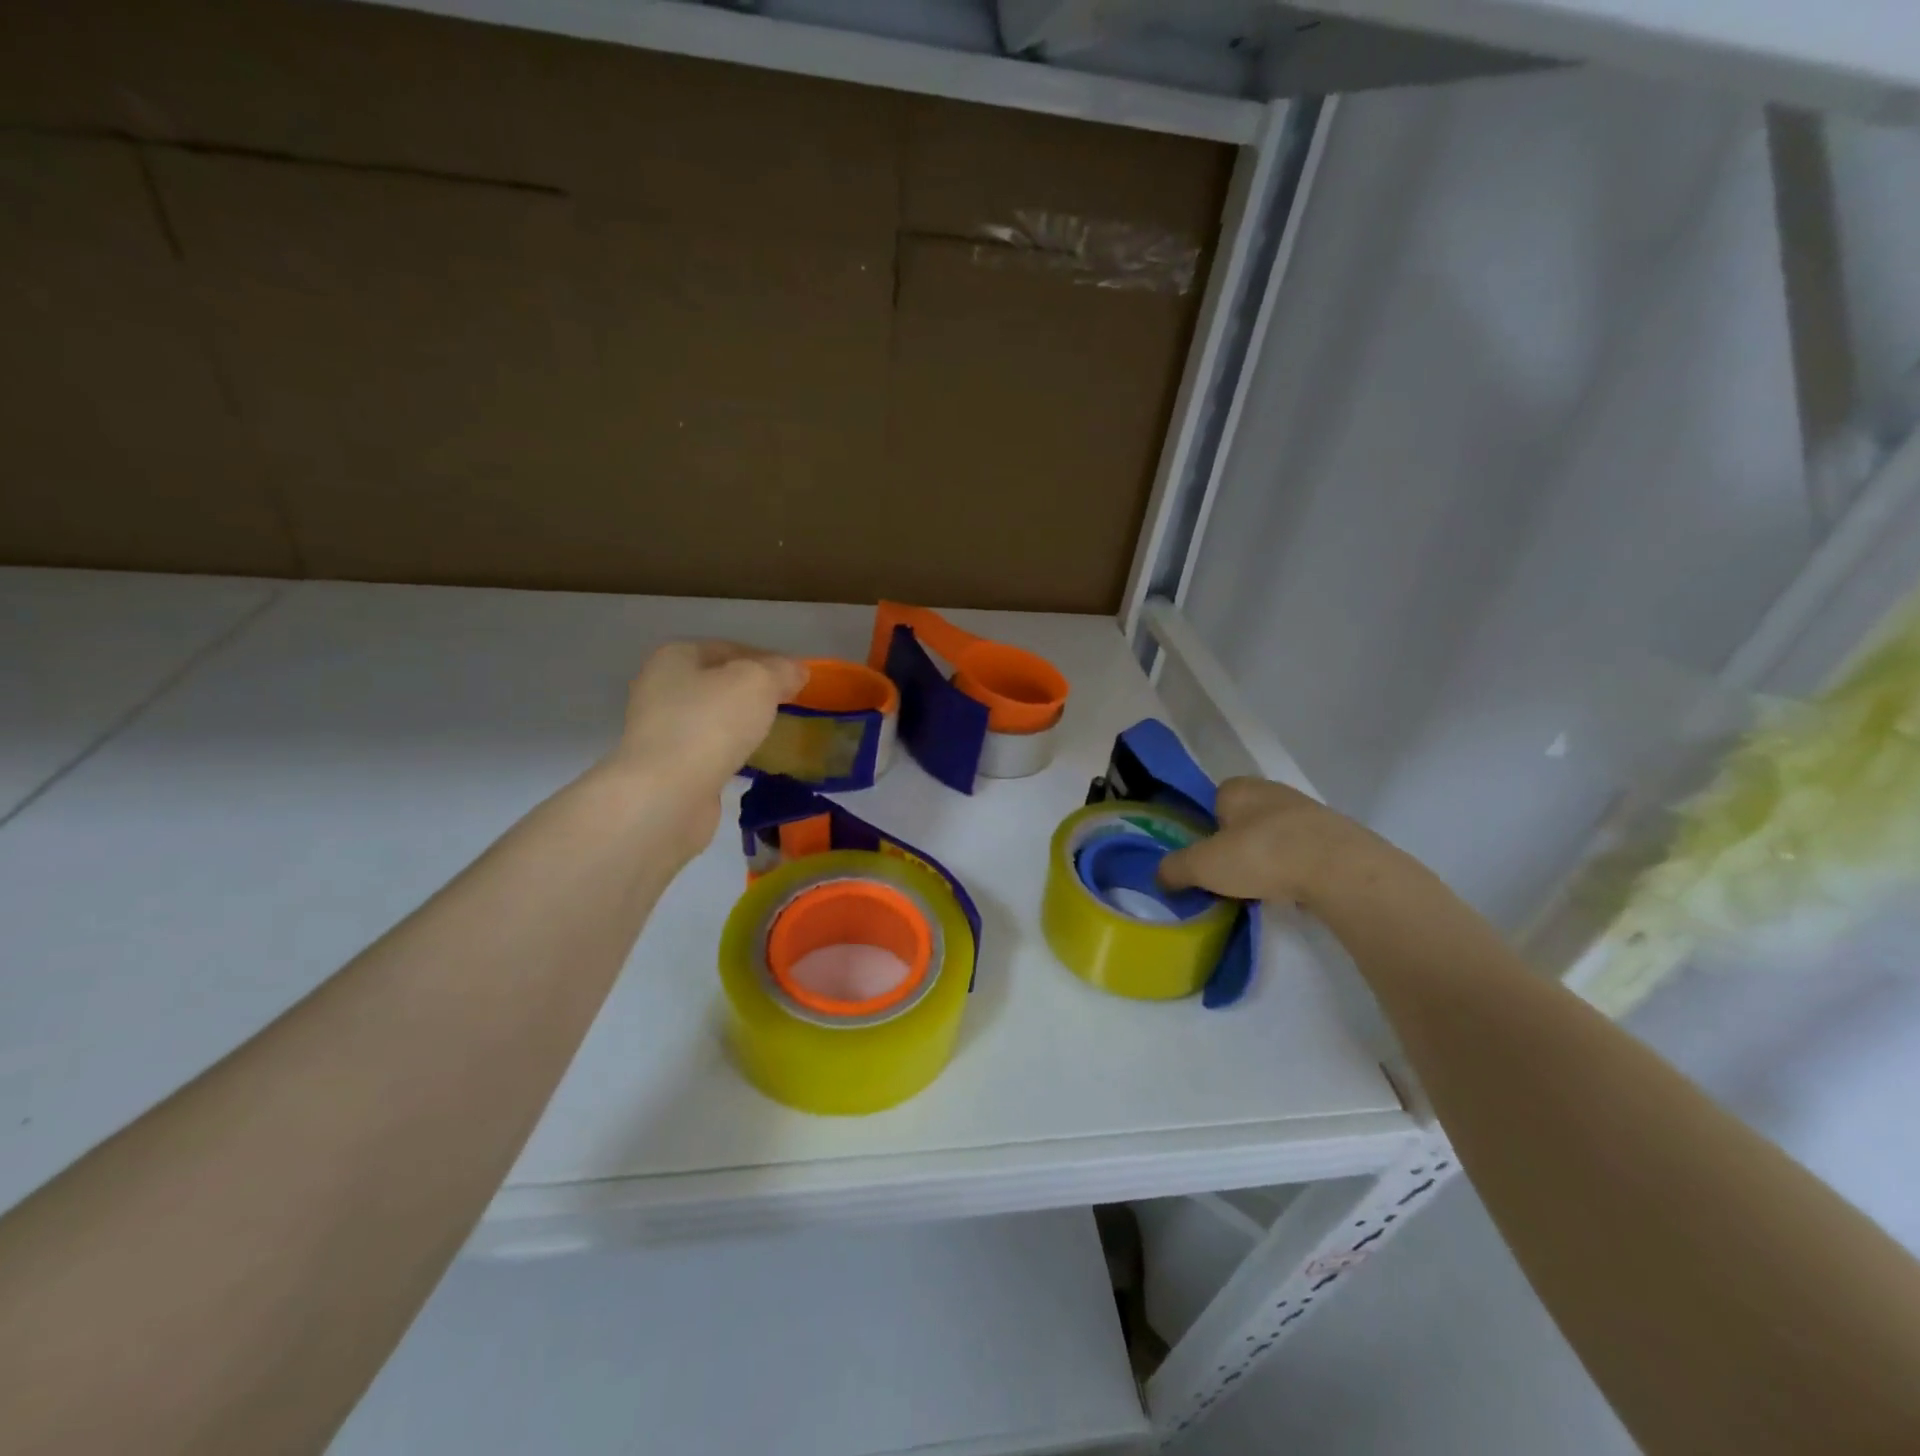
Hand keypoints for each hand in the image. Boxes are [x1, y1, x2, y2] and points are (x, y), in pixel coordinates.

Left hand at [599, 641, 806, 850]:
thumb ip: (781, 670)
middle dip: (754, 693)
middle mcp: (660, 687)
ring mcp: (660, 729)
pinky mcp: (667, 766)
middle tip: (788, 706)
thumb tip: (796, 671)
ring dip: (742, 723)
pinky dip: (730, 751)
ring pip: (713, 717)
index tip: (796, 680)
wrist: (669, 793)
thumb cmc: (711, 723)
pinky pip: (709, 749)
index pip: (731, 648)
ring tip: (775, 733)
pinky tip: (752, 760)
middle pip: (719, 683)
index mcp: (675, 656)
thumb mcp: (758, 682)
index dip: (767, 660)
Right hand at [1157, 778, 1398, 912]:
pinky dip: (1296, 867)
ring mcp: (1309, 811)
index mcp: (1238, 788)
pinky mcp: (1337, 836)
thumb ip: (1175, 868)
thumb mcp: (1203, 866)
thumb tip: (1160, 875)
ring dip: (1269, 856)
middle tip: (1230, 874)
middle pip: (1245, 818)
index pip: (1214, 800)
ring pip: (1276, 834)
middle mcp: (1273, 790)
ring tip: (1261, 887)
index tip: (1206, 856)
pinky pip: (1304, 851)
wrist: (1339, 869)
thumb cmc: (1260, 855)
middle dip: (1238, 842)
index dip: (1207, 827)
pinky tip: (1292, 889)